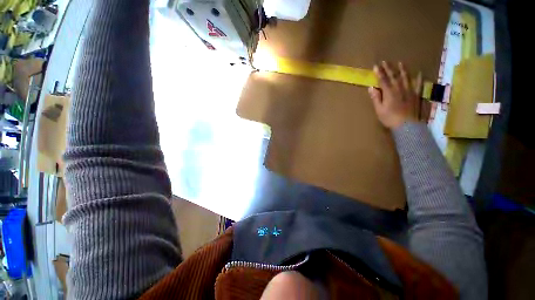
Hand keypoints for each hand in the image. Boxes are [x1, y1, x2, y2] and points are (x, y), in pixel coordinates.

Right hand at [368, 61, 421, 128]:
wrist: (407, 125)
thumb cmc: (390, 118)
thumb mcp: (379, 110)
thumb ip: (376, 98)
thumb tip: (371, 88)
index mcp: (389, 92)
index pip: (383, 80)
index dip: (379, 73)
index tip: (376, 66)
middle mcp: (399, 89)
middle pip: (393, 77)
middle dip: (388, 69)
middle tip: (385, 61)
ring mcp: (409, 91)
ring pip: (406, 77)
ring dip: (402, 70)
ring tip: (400, 63)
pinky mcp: (416, 95)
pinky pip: (418, 84)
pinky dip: (418, 78)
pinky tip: (419, 73)